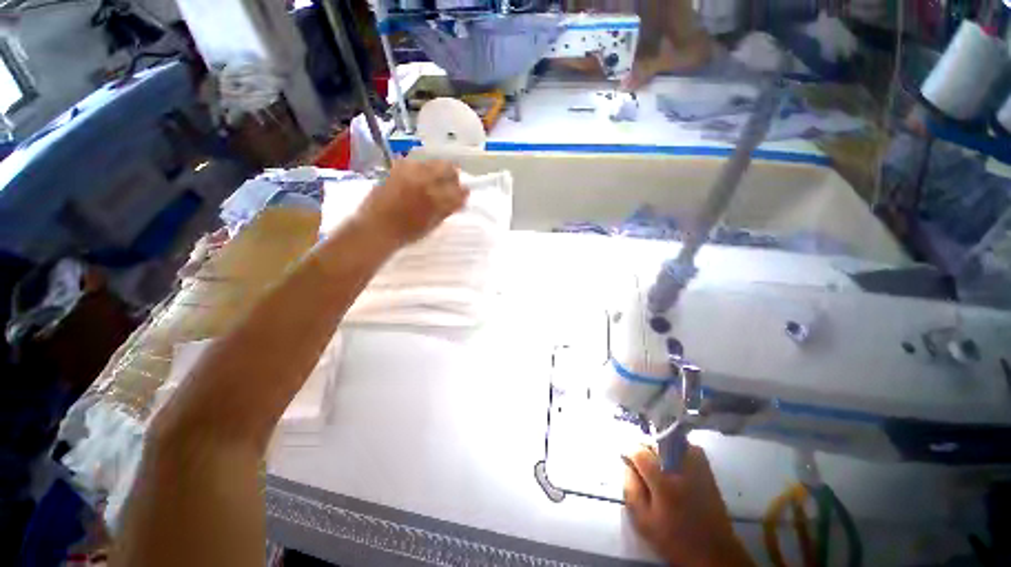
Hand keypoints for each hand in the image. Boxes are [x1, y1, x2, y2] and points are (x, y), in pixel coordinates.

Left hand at [355, 159, 467, 247]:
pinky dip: (422, 169)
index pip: (458, 190)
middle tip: (451, 186)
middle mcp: (424, 179)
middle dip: (452, 176)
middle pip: (447, 167)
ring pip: (432, 162)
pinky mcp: (397, 168)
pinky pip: (416, 162)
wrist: (377, 228)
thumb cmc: (407, 232)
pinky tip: (418, 180)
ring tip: (434, 183)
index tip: (463, 195)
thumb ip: (448, 209)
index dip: (463, 193)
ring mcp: (409, 171)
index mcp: (435, 198)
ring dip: (438, 171)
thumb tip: (461, 199)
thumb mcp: (433, 224)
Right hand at [623, 446, 753, 566]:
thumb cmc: (675, 540)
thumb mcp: (643, 521)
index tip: (625, 460)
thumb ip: (630, 488)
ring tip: (656, 467)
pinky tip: (672, 467)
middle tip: (640, 467)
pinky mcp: (706, 467)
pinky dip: (674, 451)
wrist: (714, 552)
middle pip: (653, 443)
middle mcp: (680, 467)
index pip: (638, 451)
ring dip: (657, 450)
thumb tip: (626, 464)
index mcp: (663, 482)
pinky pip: (683, 447)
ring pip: (668, 441)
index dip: (628, 452)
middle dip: (642, 450)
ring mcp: (696, 464)